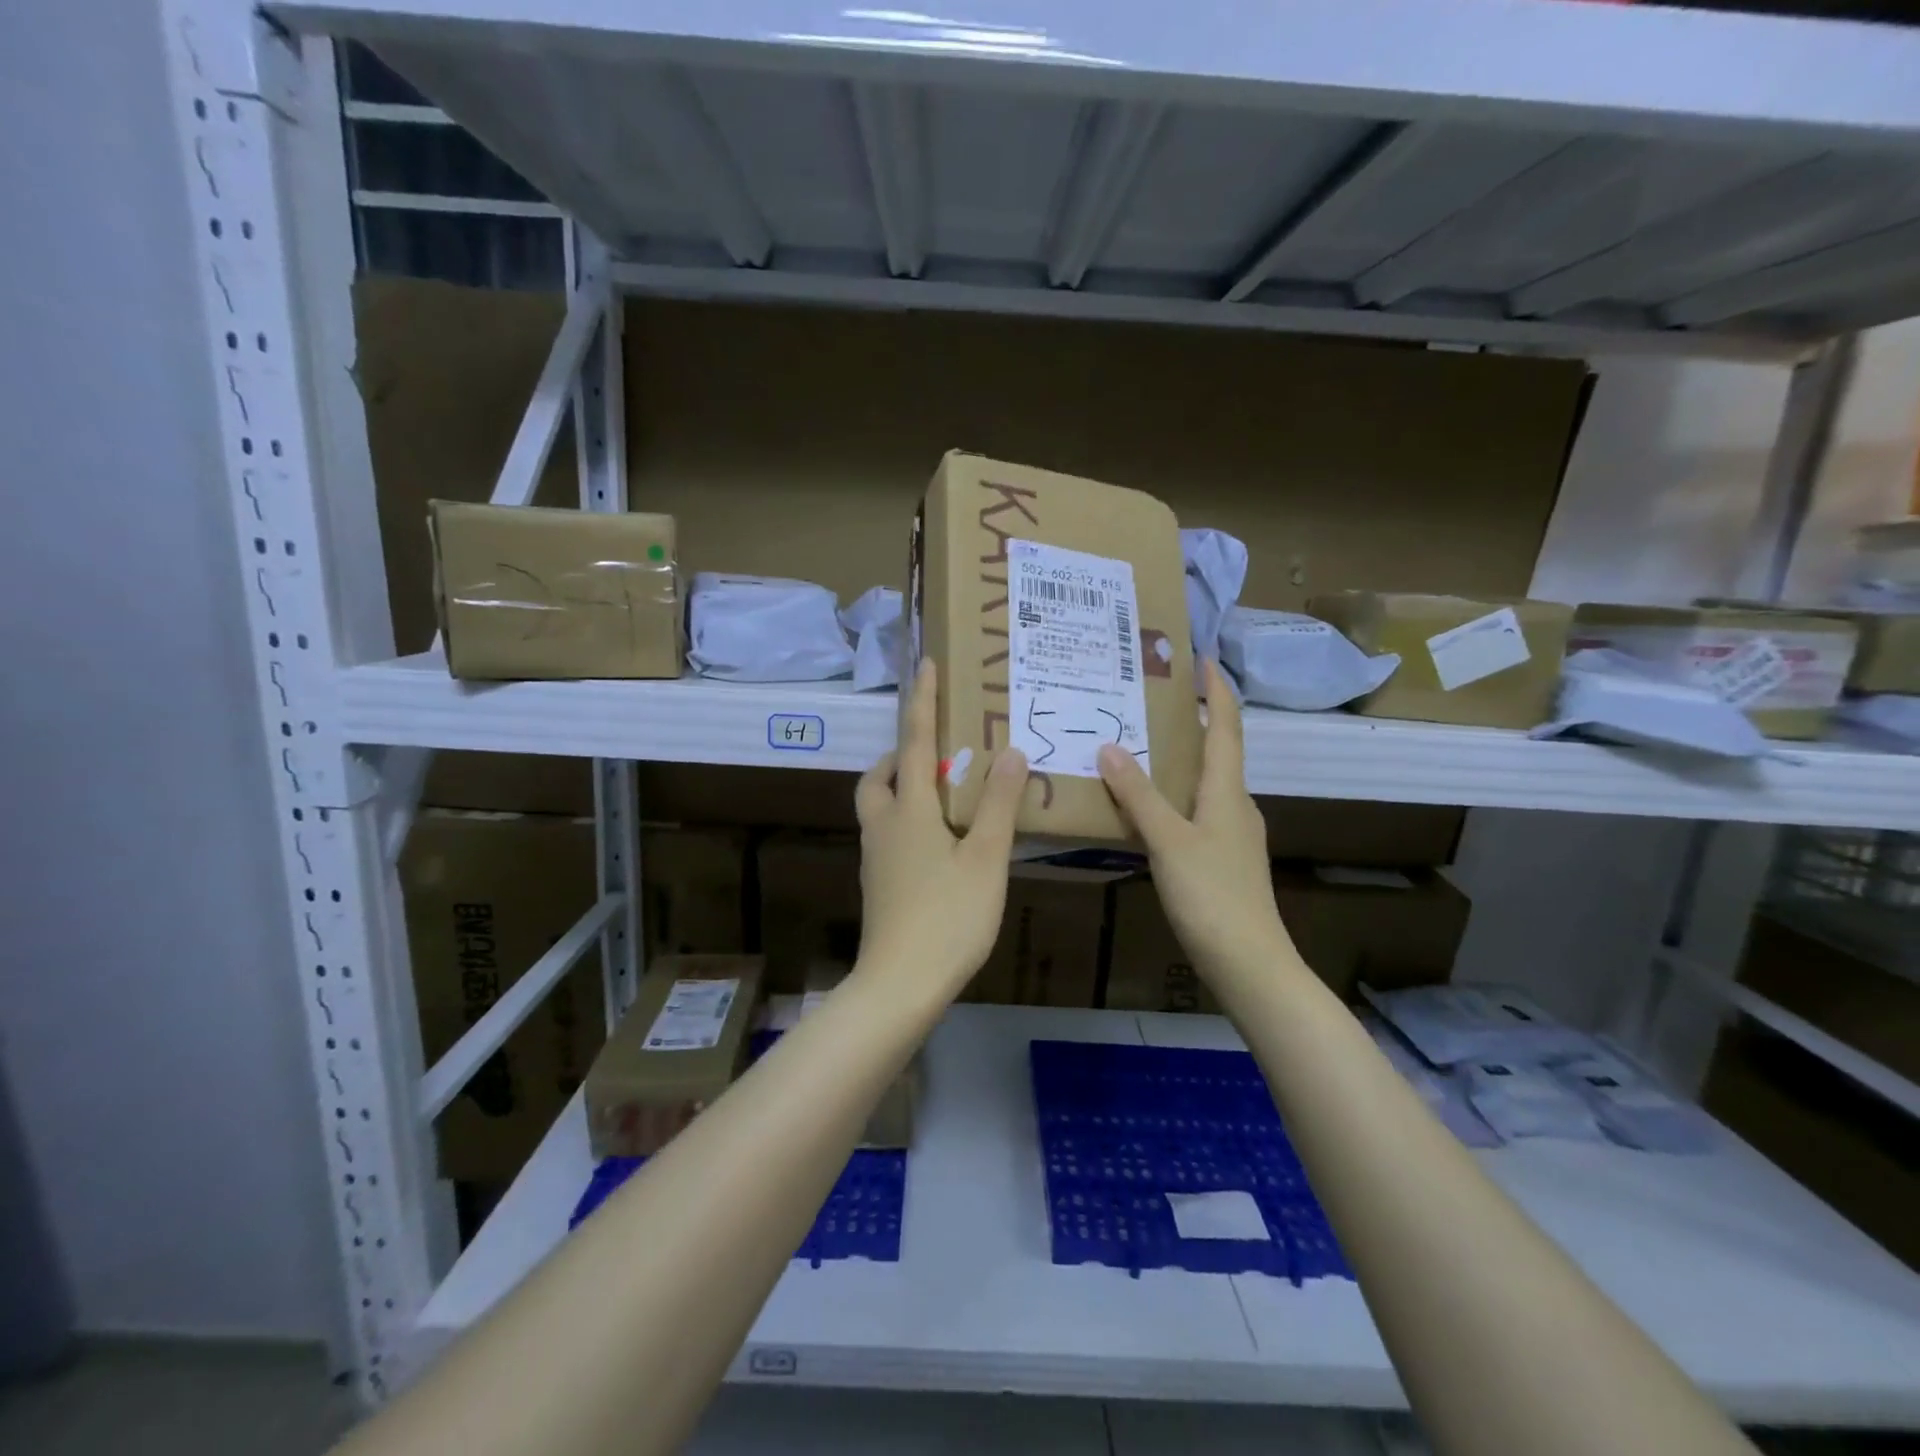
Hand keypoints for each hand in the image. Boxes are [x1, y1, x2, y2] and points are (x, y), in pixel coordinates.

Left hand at [854, 659, 1028, 1000]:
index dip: (922, 702)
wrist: (900, 984)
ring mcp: (876, 858)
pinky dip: (907, 820)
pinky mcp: (879, 885)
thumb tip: (1010, 752)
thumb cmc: (948, 917)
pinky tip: (939, 842)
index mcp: (909, 810)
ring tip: (941, 794)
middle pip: (879, 777)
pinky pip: (888, 834)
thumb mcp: (985, 858)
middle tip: (933, 752)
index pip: (913, 742)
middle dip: (899, 754)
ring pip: (879, 807)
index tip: (925, 665)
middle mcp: (884, 826)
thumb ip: (998, 804)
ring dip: (900, 787)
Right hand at [1097, 659, 1292, 985]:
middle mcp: (1236, 804)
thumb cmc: (1212, 894)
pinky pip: (1198, 810)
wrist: (1249, 962)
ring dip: (1182, 758)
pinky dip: (1176, 794)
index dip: (1216, 691)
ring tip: (1143, 746)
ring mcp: (1233, 834)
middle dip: (1194, 720)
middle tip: (1154, 700)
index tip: (1202, 658)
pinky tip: (1150, 807)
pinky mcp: (1223, 859)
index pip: (1226, 727)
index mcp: (1228, 791)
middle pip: (1219, 750)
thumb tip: (1110, 747)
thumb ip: (1139, 795)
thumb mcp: (1169, 840)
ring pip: (1207, 782)